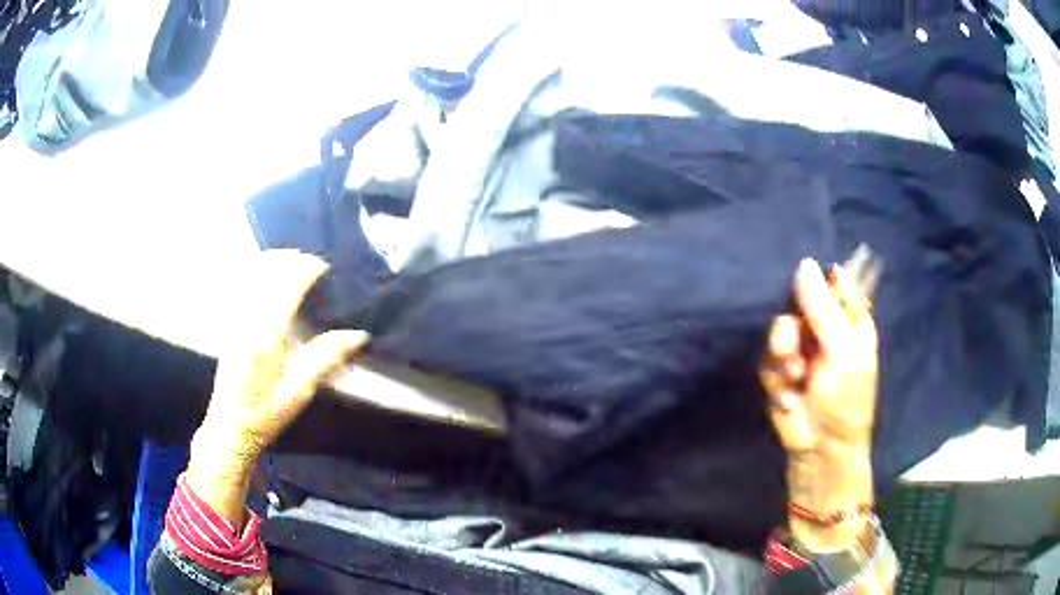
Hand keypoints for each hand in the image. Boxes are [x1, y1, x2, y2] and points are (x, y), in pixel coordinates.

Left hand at [187, 250, 367, 525]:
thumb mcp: (299, 393)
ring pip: (253, 275)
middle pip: (268, 272)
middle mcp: (248, 321)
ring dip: (275, 262)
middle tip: (312, 263)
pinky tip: (269, 278)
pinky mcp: (229, 324)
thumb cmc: (266, 414)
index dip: (306, 270)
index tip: (324, 267)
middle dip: (292, 260)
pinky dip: (259, 273)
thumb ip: (326, 359)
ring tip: (294, 264)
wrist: (229, 427)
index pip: (287, 286)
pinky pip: (244, 285)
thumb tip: (358, 335)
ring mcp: (235, 320)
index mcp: (267, 337)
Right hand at [761, 258, 878, 454]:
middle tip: (796, 347)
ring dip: (783, 352)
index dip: (819, 284)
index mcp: (850, 319)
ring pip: (779, 328)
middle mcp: (824, 328)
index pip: (834, 283)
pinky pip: (768, 356)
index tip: (809, 299)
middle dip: (794, 325)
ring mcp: (801, 348)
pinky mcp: (779, 369)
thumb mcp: (842, 351)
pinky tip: (787, 392)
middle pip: (799, 302)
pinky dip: (776, 375)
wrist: (820, 446)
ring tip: (793, 374)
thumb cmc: (846, 399)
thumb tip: (804, 263)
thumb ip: (823, 309)